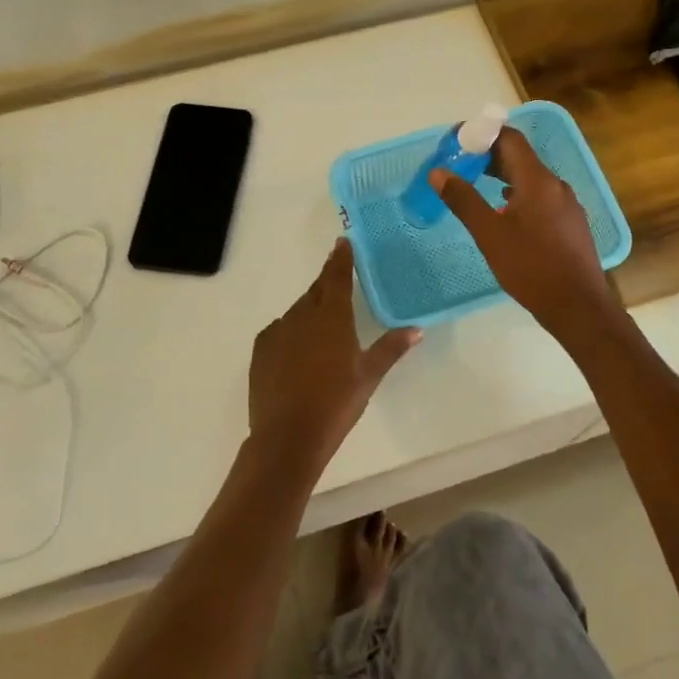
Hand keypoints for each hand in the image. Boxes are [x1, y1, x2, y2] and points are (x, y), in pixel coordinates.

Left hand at [248, 239, 420, 478]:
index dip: (341, 258)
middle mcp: (302, 315)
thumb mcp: (368, 376)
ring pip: (298, 311)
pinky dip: (292, 331)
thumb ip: (391, 348)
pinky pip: (280, 330)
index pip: (337, 276)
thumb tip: (416, 328)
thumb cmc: (335, 404)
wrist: (287, 436)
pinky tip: (299, 350)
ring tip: (322, 326)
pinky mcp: (261, 350)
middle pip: (316, 291)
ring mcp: (278, 332)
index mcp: (332, 316)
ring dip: (311, 310)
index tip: (342, 242)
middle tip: (338, 279)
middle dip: (327, 283)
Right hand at [431, 126, 619, 343]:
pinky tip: (504, 212)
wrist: (578, 306)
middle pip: (520, 157)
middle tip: (460, 165)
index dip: (481, 134)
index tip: (456, 143)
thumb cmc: (530, 267)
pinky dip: (518, 194)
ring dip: (503, 176)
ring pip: (531, 178)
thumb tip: (439, 172)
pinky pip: (540, 196)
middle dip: (488, 156)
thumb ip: (463, 200)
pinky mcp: (570, 223)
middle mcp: (556, 185)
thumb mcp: (489, 234)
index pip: (509, 139)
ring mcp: (567, 205)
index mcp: (537, 180)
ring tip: (476, 185)